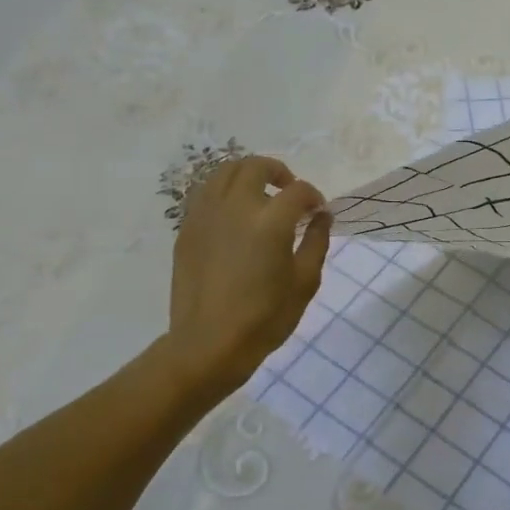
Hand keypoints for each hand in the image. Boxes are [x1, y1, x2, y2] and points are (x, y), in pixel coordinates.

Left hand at [160, 155, 330, 393]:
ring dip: (248, 175)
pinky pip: (205, 193)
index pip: (298, 190)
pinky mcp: (187, 229)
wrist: (209, 344)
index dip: (314, 197)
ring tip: (260, 195)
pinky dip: (224, 192)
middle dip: (279, 172)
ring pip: (225, 172)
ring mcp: (206, 215)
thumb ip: (317, 241)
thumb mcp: (305, 281)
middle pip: (256, 166)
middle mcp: (235, 207)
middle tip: (290, 192)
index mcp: (270, 221)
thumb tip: (321, 216)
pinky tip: (235, 215)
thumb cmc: (265, 317)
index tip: (318, 212)